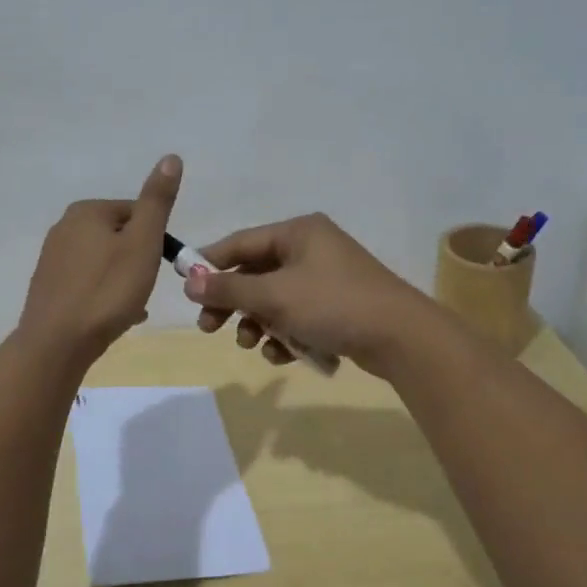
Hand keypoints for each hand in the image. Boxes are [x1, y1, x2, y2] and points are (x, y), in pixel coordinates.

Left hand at [17, 155, 181, 364]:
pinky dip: (105, 293)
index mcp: (87, 210)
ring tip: (133, 305)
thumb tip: (171, 157)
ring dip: (124, 278)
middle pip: (119, 236)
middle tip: (146, 287)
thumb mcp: (143, 242)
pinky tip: (115, 317)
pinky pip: (88, 282)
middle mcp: (64, 227)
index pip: (136, 212)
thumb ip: (157, 201)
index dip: (155, 239)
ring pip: (104, 261)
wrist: (57, 343)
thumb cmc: (107, 290)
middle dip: (138, 259)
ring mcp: (52, 258)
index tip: (160, 266)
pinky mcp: (48, 286)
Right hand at [183, 213, 440, 376]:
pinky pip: (297, 316)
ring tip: (253, 345)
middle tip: (209, 328)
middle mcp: (311, 248)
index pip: (241, 242)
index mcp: (298, 232)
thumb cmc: (333, 304)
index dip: (210, 265)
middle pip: (256, 272)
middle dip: (233, 303)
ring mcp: (326, 278)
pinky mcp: (337, 306)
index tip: (186, 289)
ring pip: (275, 299)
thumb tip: (189, 282)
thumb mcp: (274, 296)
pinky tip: (282, 355)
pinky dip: (285, 334)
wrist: (401, 337)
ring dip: (258, 323)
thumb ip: (230, 289)